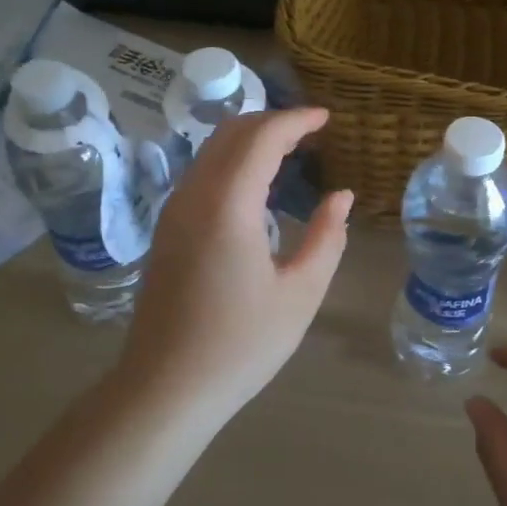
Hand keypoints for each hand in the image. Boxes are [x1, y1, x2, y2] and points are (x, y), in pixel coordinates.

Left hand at [116, 108, 351, 419]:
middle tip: (310, 130)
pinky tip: (256, 184)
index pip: (262, 137)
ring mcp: (174, 212)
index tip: (326, 118)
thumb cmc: (241, 345)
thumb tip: (341, 196)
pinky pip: (202, 173)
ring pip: (211, 150)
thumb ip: (327, 237)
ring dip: (250, 140)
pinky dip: (233, 161)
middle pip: (231, 133)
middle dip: (272, 121)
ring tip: (289, 151)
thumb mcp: (301, 293)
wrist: (165, 387)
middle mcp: (194, 196)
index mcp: (227, 205)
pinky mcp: (167, 229)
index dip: (296, 120)